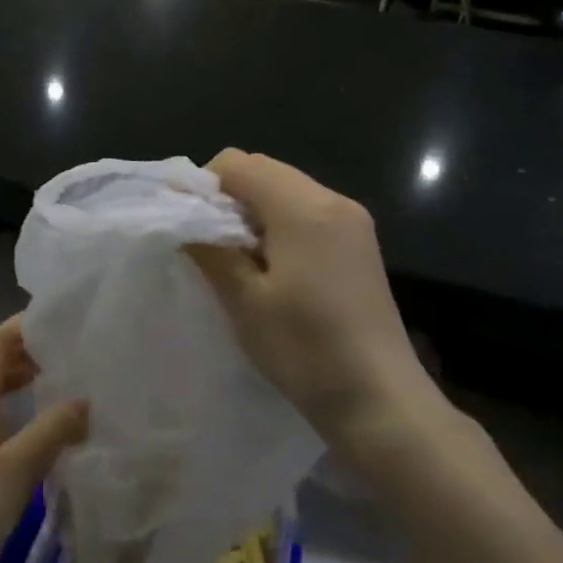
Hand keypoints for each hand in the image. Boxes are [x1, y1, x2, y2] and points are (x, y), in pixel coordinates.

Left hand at [0, 319, 87, 562]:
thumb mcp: (17, 469)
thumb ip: (52, 430)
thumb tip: (85, 398)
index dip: (23, 326)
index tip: (60, 320)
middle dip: (20, 349)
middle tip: (60, 353)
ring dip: (13, 378)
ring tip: (51, 384)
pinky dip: (8, 408)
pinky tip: (30, 431)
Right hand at [188, 150, 451, 452]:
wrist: (379, 399)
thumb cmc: (305, 349)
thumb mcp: (245, 300)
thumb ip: (211, 249)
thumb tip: (183, 218)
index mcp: (303, 207)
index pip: (237, 163)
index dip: (202, 186)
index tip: (186, 226)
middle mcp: (333, 200)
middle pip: (264, 171)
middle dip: (227, 198)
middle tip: (209, 247)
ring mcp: (352, 221)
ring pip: (285, 191)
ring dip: (253, 214)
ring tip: (238, 263)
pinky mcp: (360, 244)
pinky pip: (307, 214)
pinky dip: (279, 227)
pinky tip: (272, 270)